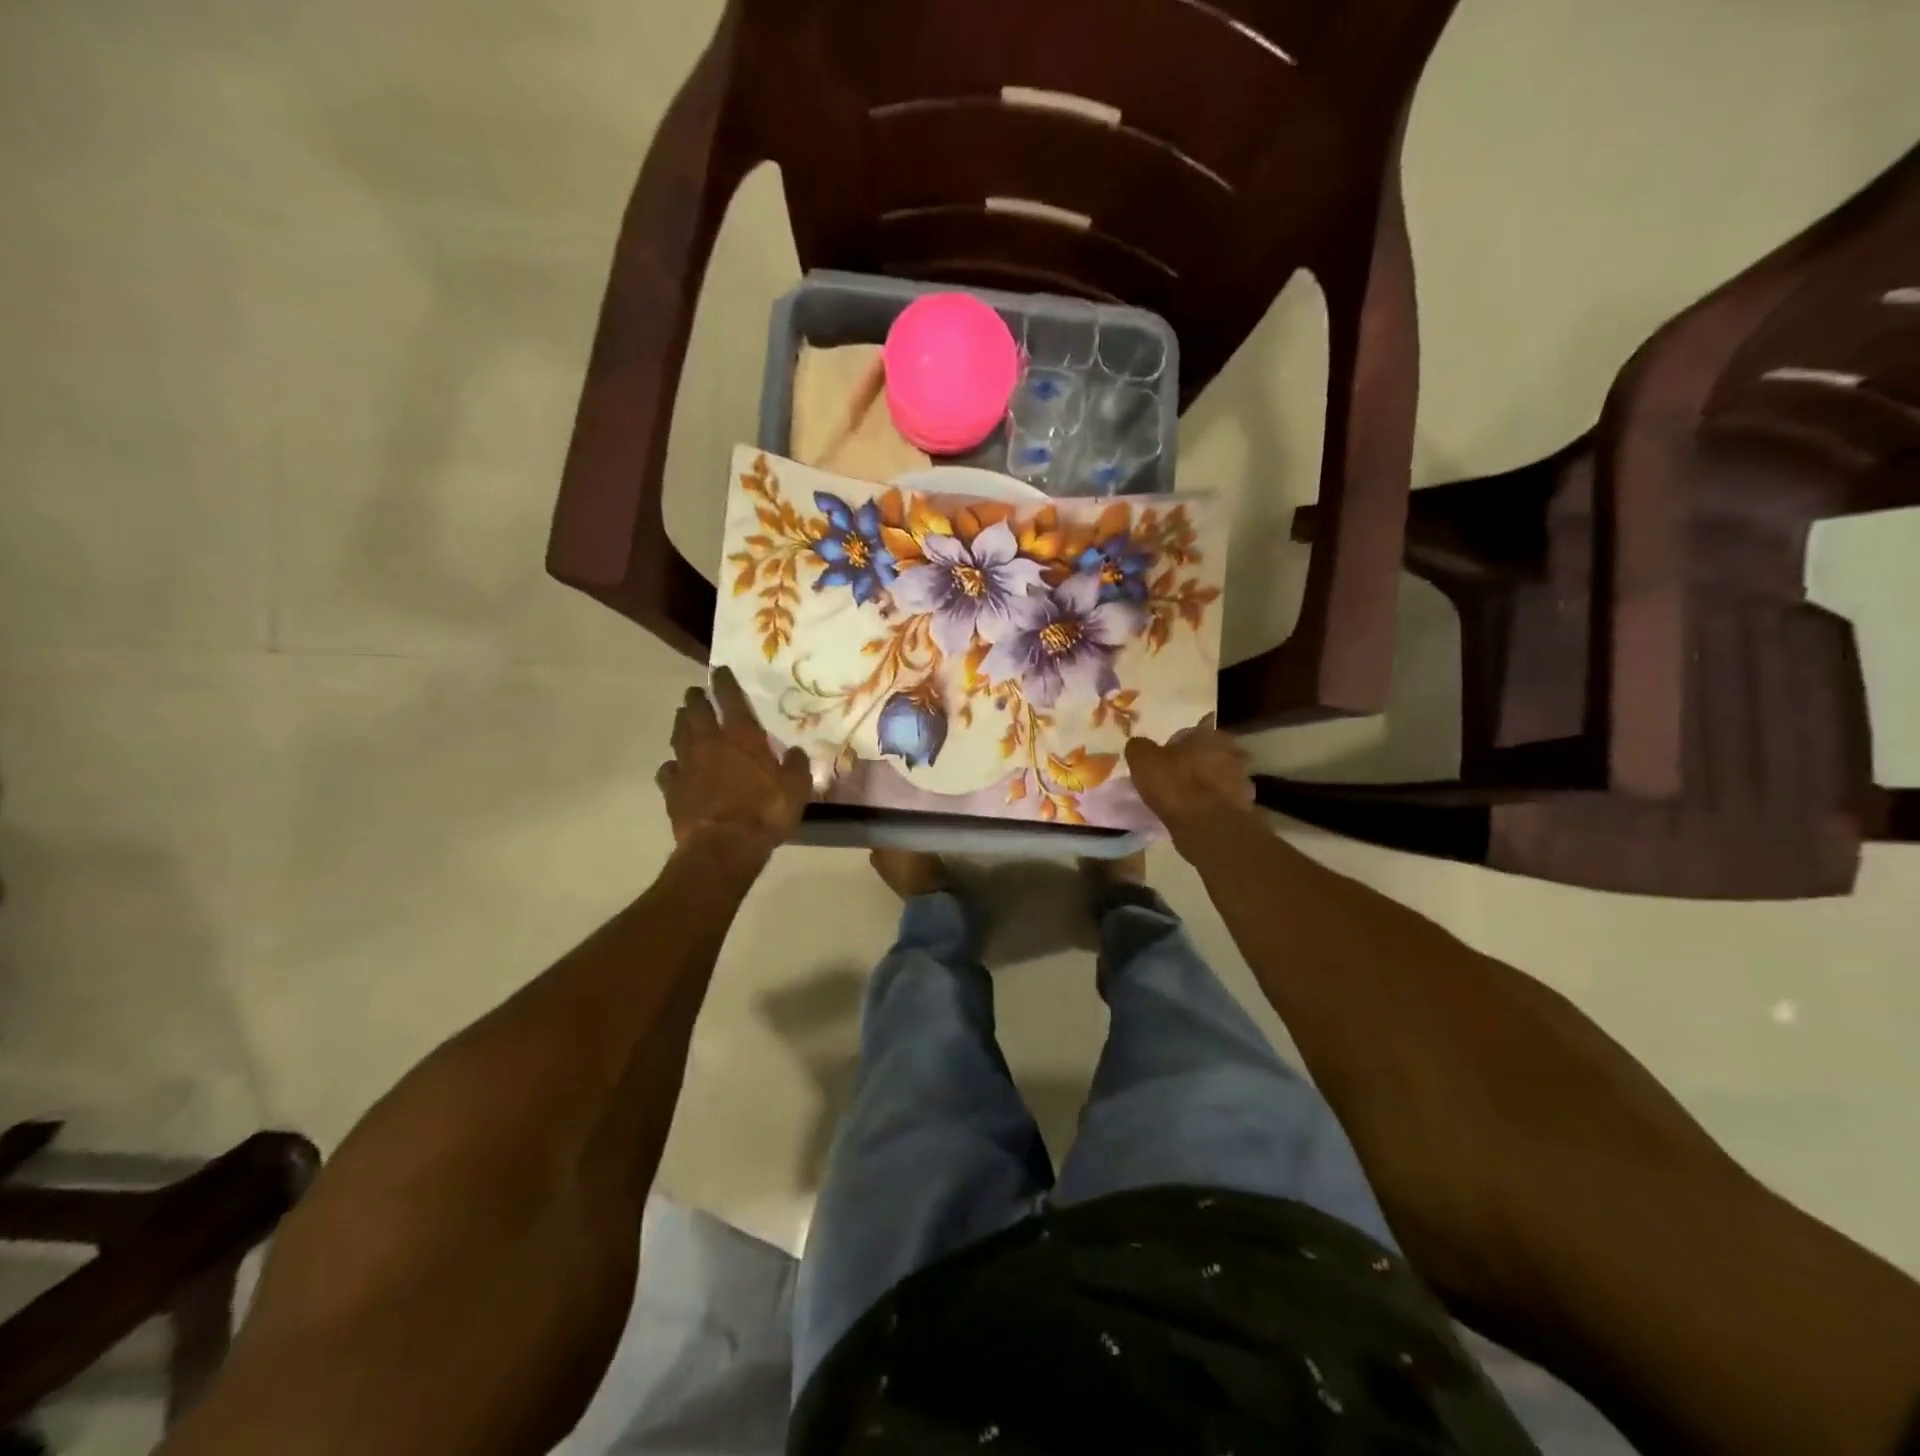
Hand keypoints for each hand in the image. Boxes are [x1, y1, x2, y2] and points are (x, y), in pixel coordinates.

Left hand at [658, 668, 812, 863]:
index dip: (725, 683)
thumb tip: (794, 753)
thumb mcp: (796, 789)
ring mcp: (687, 766)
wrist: (723, 846)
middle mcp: (710, 744)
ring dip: (681, 724)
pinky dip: (672, 765)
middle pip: (697, 712)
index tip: (719, 671)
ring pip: (679, 735)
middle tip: (695, 693)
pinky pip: (668, 770)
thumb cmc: (765, 812)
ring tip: (682, 718)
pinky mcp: (672, 790)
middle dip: (696, 699)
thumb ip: (796, 767)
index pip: (731, 700)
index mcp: (742, 737)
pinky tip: (675, 767)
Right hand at [1124, 716, 1256, 848]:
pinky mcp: (1245, 807)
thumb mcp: (1143, 760)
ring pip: (1217, 778)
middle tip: (1173, 779)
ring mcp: (1242, 780)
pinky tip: (1196, 815)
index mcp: (1209, 735)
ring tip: (1184, 800)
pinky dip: (1211, 805)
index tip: (1162, 760)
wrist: (1208, 827)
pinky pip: (1222, 801)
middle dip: (1193, 764)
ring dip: (1205, 785)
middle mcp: (1232, 752)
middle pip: (1207, 755)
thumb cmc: (1175, 785)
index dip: (1174, 746)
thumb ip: (1139, 747)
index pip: (1190, 733)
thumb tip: (1139, 745)